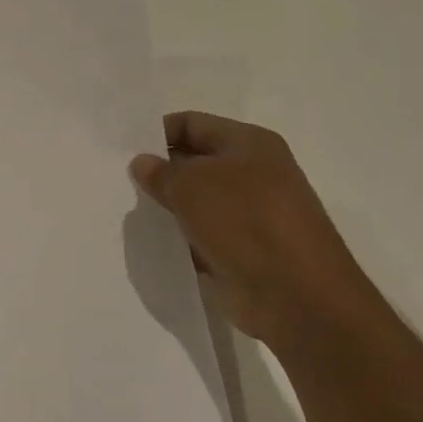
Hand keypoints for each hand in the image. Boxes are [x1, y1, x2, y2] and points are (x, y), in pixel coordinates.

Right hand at [129, 111, 369, 348]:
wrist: (299, 298)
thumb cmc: (246, 223)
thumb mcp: (191, 187)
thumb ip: (161, 172)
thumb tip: (142, 163)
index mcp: (250, 143)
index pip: (192, 123)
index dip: (157, 133)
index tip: (124, 153)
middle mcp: (255, 172)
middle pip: (196, 161)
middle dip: (162, 172)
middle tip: (123, 184)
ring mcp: (254, 214)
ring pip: (200, 202)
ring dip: (172, 208)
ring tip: (134, 214)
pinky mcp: (248, 251)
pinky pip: (207, 236)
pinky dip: (185, 239)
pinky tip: (158, 245)